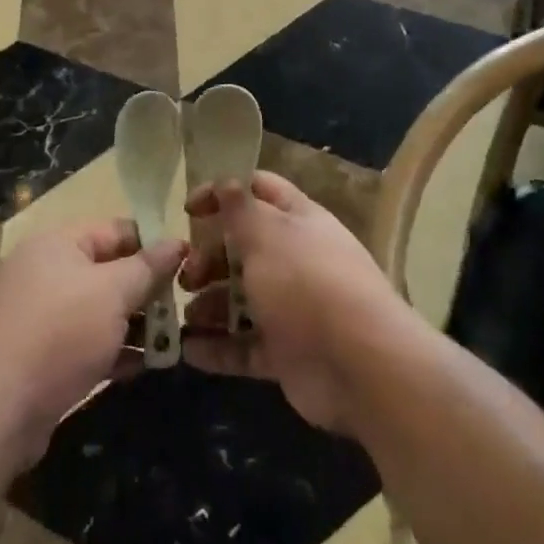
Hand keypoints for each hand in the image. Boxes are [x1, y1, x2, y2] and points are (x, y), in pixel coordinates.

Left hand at [0, 221, 185, 467]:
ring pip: (101, 311)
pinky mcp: (43, 359)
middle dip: (147, 290)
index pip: (116, 230)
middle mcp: (48, 273)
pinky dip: (115, 352)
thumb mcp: (112, 292)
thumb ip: (147, 267)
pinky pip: (88, 345)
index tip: (189, 264)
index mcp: (59, 243)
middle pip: (109, 271)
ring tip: (174, 341)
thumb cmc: (59, 332)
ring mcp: (43, 318)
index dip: (153, 243)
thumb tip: (177, 242)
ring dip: (136, 324)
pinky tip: (146, 366)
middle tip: (185, 308)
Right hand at [179, 172, 406, 432]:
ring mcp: (292, 308)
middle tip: (186, 274)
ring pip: (242, 299)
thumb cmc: (306, 282)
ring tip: (184, 315)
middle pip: (244, 248)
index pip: (259, 191)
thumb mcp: (267, 234)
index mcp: (298, 220)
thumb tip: (225, 180)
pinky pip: (245, 346)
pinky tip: (188, 350)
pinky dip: (218, 348)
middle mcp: (296, 259)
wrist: (359, 363)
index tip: (188, 209)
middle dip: (210, 257)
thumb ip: (240, 209)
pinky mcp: (286, 353)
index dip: (223, 193)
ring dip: (210, 304)